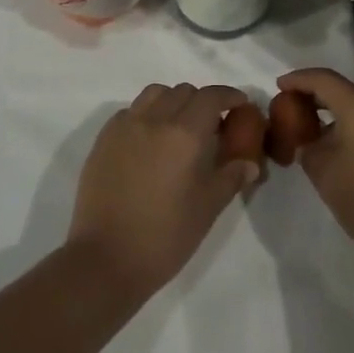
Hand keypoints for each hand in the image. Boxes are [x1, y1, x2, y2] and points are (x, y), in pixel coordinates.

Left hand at [68, 83, 261, 300]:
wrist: (105, 260)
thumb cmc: (164, 237)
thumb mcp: (207, 209)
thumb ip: (231, 178)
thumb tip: (250, 163)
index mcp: (184, 134)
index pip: (211, 97)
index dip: (229, 96)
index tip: (240, 104)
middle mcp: (154, 120)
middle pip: (183, 91)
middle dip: (202, 101)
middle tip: (210, 125)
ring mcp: (125, 126)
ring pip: (154, 94)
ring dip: (172, 101)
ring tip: (178, 127)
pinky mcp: (103, 139)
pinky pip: (130, 111)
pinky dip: (146, 115)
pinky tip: (149, 141)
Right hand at [278, 68, 353, 270]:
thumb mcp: (324, 174)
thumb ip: (308, 148)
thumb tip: (309, 140)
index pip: (323, 79)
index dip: (298, 80)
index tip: (279, 86)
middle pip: (343, 91)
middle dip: (316, 98)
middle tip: (292, 112)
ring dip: (336, 116)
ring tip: (315, 135)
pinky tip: (343, 152)